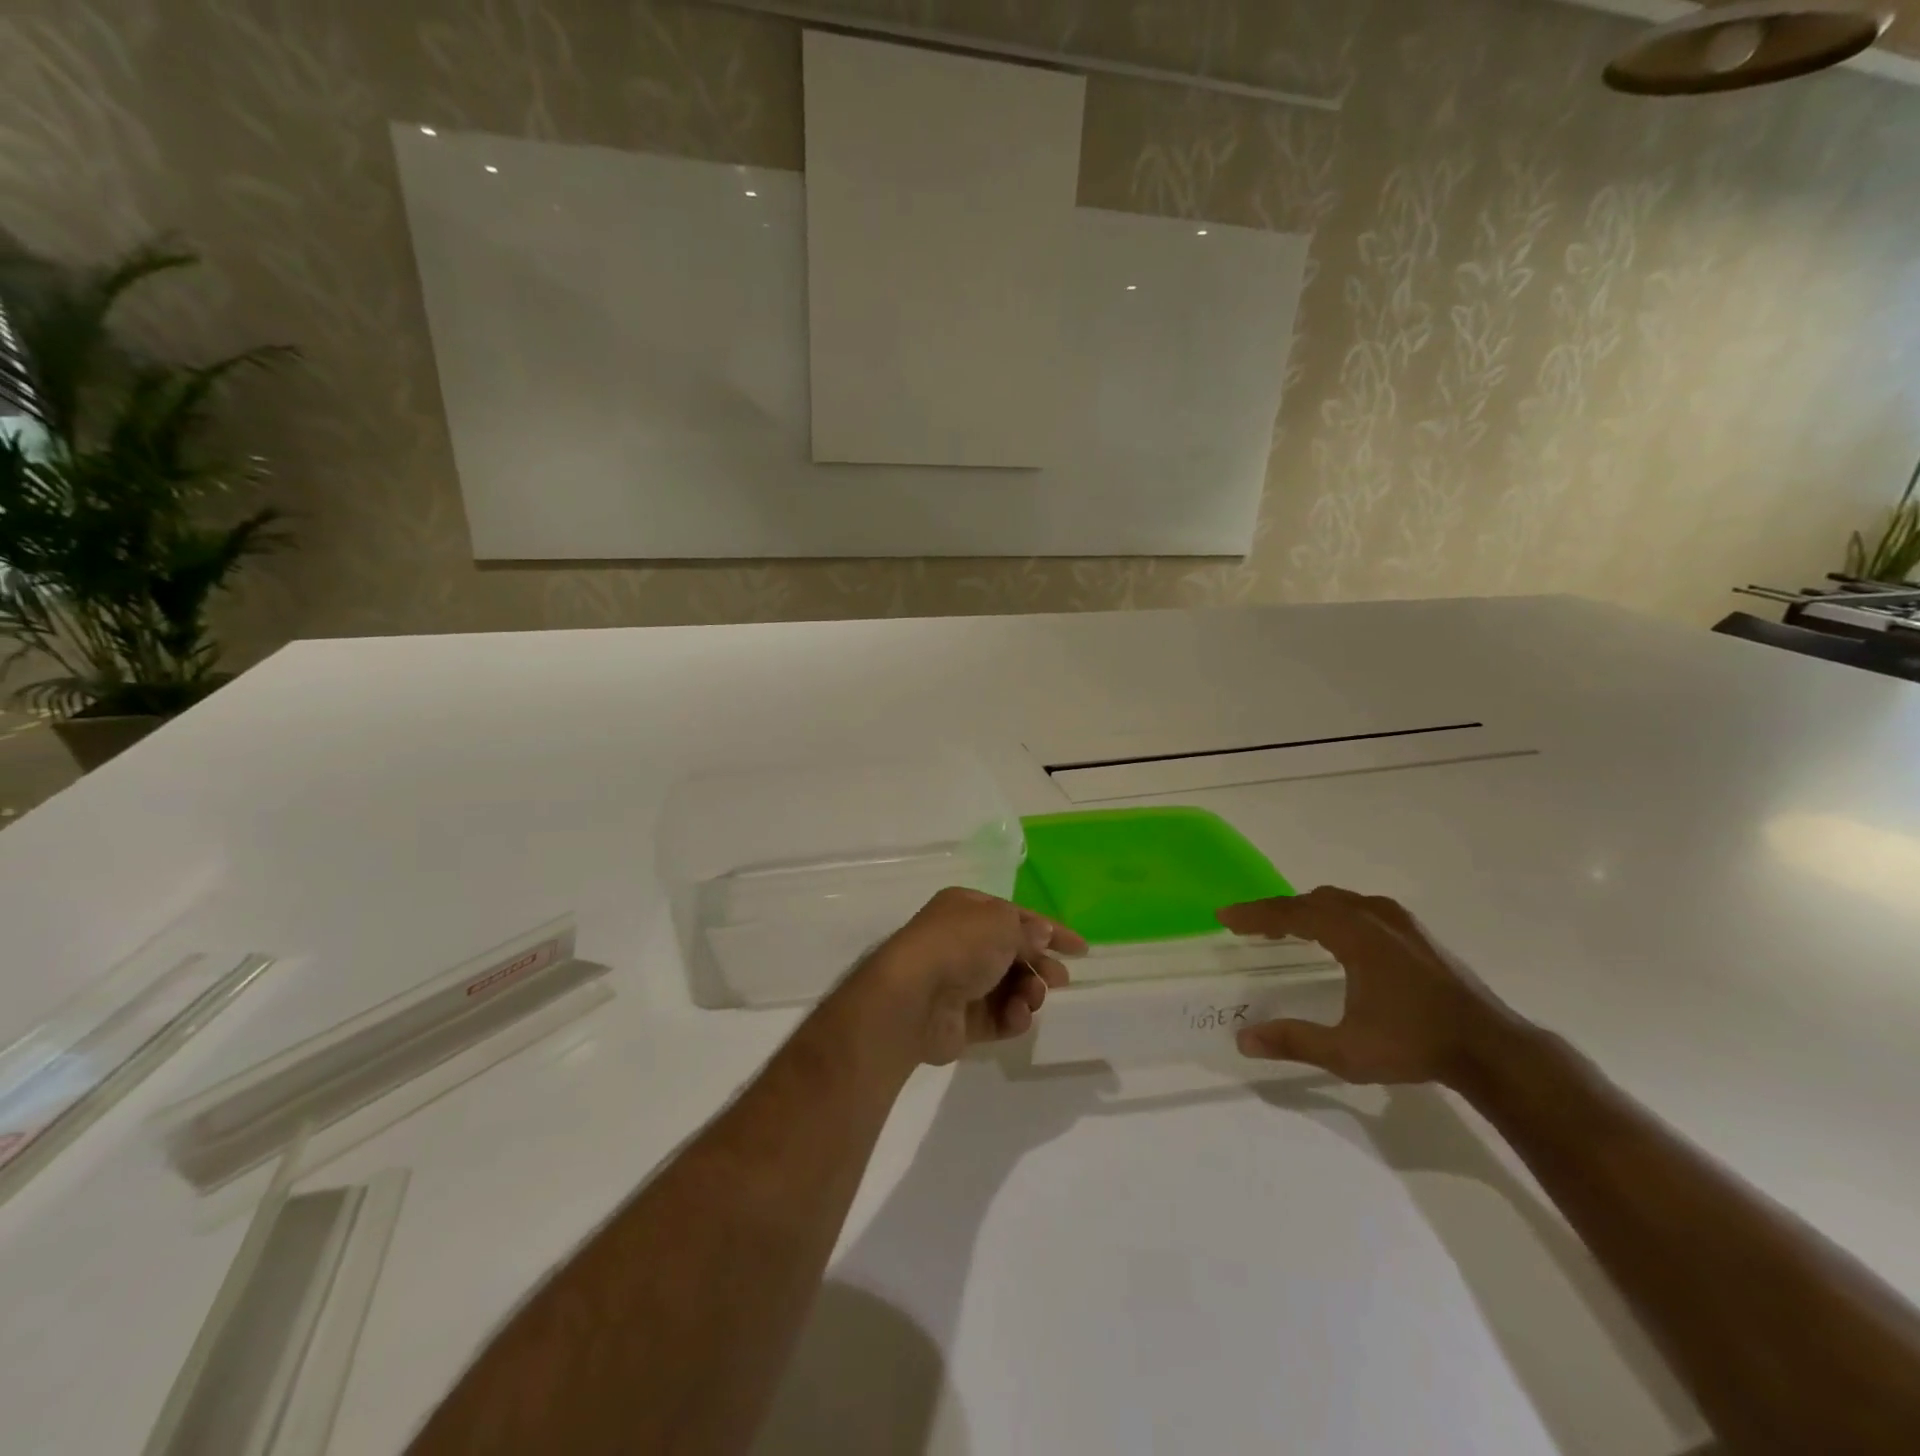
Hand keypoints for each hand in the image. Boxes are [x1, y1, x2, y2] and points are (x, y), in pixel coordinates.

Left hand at [861, 887, 1085, 1066]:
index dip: (1050, 930)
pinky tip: (1016, 1017)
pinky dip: (1012, 1017)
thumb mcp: (1001, 923)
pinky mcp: (960, 1020)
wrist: (913, 997)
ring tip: (1031, 998)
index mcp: (967, 909)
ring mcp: (960, 982)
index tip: (1081, 950)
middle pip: (1013, 953)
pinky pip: (997, 1017)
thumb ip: (1027, 931)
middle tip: (1059, 979)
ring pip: (1009, 987)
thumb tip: (1041, 935)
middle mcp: (962, 942)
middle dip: (1040, 965)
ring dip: (1028, 992)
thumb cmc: (959, 946)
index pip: (1017, 916)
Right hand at [1217, 887, 1526, 1085]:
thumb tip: (1243, 1040)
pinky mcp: (1417, 934)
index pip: (1292, 913)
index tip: (1224, 916)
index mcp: (1355, 934)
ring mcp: (1400, 922)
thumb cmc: (1415, 1045)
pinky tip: (1335, 938)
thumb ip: (1293, 1041)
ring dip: (1307, 910)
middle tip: (1250, 927)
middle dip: (1278, 911)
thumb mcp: (1347, 1052)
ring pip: (1340, 902)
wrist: (1492, 1049)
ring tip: (1286, 930)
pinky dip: (1334, 915)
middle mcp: (1375, 917)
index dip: (1255, 914)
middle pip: (1314, 901)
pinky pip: (1361, 909)